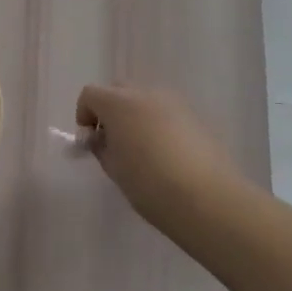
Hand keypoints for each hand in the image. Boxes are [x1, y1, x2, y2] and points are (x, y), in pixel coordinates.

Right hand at [76, 84, 250, 234]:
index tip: (90, 143)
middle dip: (109, 111)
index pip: (90, 95)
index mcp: (118, 103)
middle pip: (118, 90)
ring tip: (141, 150)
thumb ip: (101, 147)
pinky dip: (158, 125)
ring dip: (135, 116)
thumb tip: (101, 140)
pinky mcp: (195, 117)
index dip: (84, 116)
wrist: (207, 200)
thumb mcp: (114, 169)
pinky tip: (165, 155)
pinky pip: (166, 113)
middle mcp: (145, 93)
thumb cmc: (150, 184)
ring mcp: (173, 103)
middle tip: (112, 142)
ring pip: (144, 99)